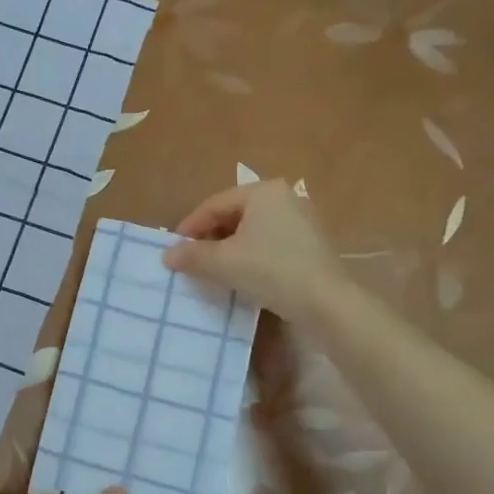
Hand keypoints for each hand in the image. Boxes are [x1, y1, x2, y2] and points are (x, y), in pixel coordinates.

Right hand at [162, 179, 343, 321]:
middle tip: (192, 259)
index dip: (190, 226)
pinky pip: (270, 242)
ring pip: (252, 230)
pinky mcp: (310, 243)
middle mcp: (284, 197)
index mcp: (263, 192)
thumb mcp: (223, 263)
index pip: (214, 204)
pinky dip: (250, 254)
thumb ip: (193, 255)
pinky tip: (242, 274)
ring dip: (229, 247)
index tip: (174, 248)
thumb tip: (168, 255)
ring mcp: (301, 220)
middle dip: (210, 237)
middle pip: (234, 214)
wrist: (325, 302)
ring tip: (213, 269)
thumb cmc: (270, 270)